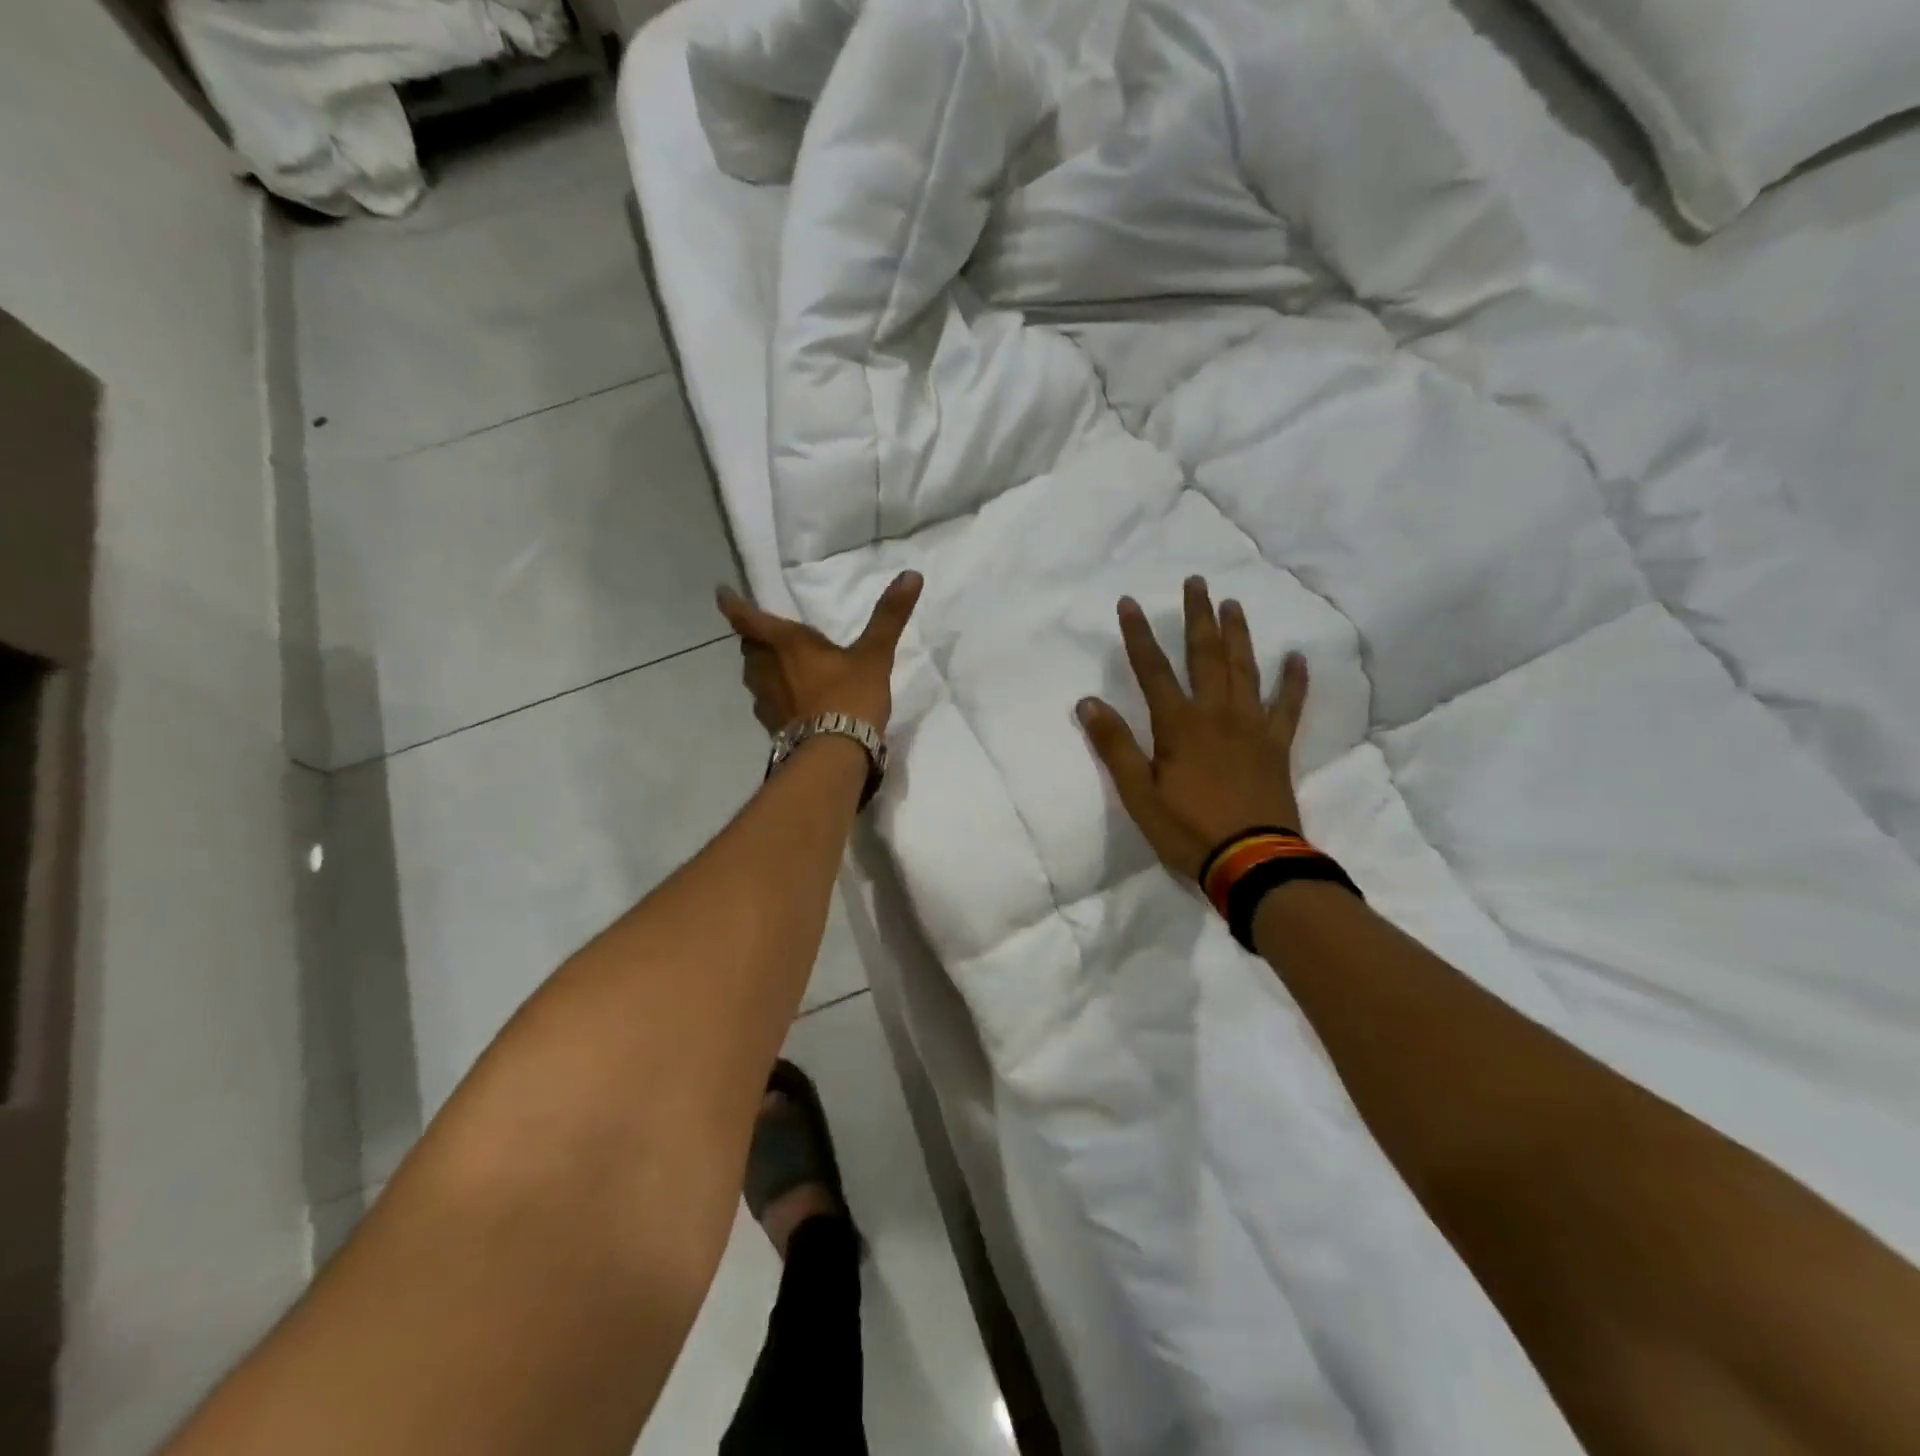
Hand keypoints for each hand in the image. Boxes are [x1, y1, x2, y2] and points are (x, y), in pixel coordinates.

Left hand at [717, 572, 922, 734]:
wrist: (833, 755)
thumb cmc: (849, 697)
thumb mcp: (875, 654)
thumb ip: (889, 616)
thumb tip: (912, 574)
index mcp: (785, 643)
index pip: (748, 617)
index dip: (733, 604)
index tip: (722, 593)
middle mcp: (766, 668)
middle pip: (750, 647)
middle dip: (756, 638)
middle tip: (767, 633)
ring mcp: (765, 701)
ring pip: (755, 675)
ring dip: (763, 667)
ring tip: (781, 666)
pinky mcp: (772, 727)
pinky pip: (767, 703)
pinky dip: (776, 696)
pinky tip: (794, 703)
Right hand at [1077, 577, 1308, 880]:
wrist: (1252, 861)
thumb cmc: (1187, 830)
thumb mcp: (1138, 794)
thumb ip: (1115, 745)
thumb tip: (1088, 701)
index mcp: (1179, 725)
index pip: (1152, 670)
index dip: (1138, 635)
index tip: (1129, 602)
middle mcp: (1217, 714)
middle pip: (1205, 656)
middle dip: (1197, 617)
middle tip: (1197, 582)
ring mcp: (1251, 727)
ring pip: (1245, 670)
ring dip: (1238, 635)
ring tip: (1233, 604)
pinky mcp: (1277, 746)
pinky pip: (1288, 706)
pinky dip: (1293, 681)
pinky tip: (1296, 658)